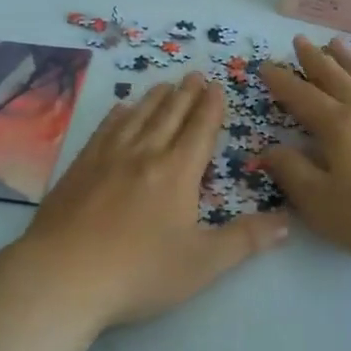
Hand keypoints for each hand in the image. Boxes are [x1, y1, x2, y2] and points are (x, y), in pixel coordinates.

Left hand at [12, 72, 288, 329]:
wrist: (64, 275)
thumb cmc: (139, 272)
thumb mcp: (202, 263)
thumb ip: (245, 240)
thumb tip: (287, 221)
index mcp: (177, 172)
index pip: (199, 130)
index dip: (210, 107)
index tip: (216, 87)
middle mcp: (144, 154)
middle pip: (169, 115)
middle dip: (186, 94)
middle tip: (195, 74)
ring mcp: (107, 157)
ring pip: (137, 116)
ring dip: (155, 98)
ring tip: (165, 84)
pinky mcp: (79, 167)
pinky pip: (105, 130)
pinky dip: (118, 115)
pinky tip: (121, 110)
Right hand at [260, 36, 350, 273]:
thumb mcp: (322, 204)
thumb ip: (293, 173)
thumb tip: (269, 149)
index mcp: (337, 127)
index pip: (301, 97)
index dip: (282, 81)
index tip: (265, 65)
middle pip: (335, 78)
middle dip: (314, 59)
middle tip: (300, 40)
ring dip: (349, 60)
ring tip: (337, 42)